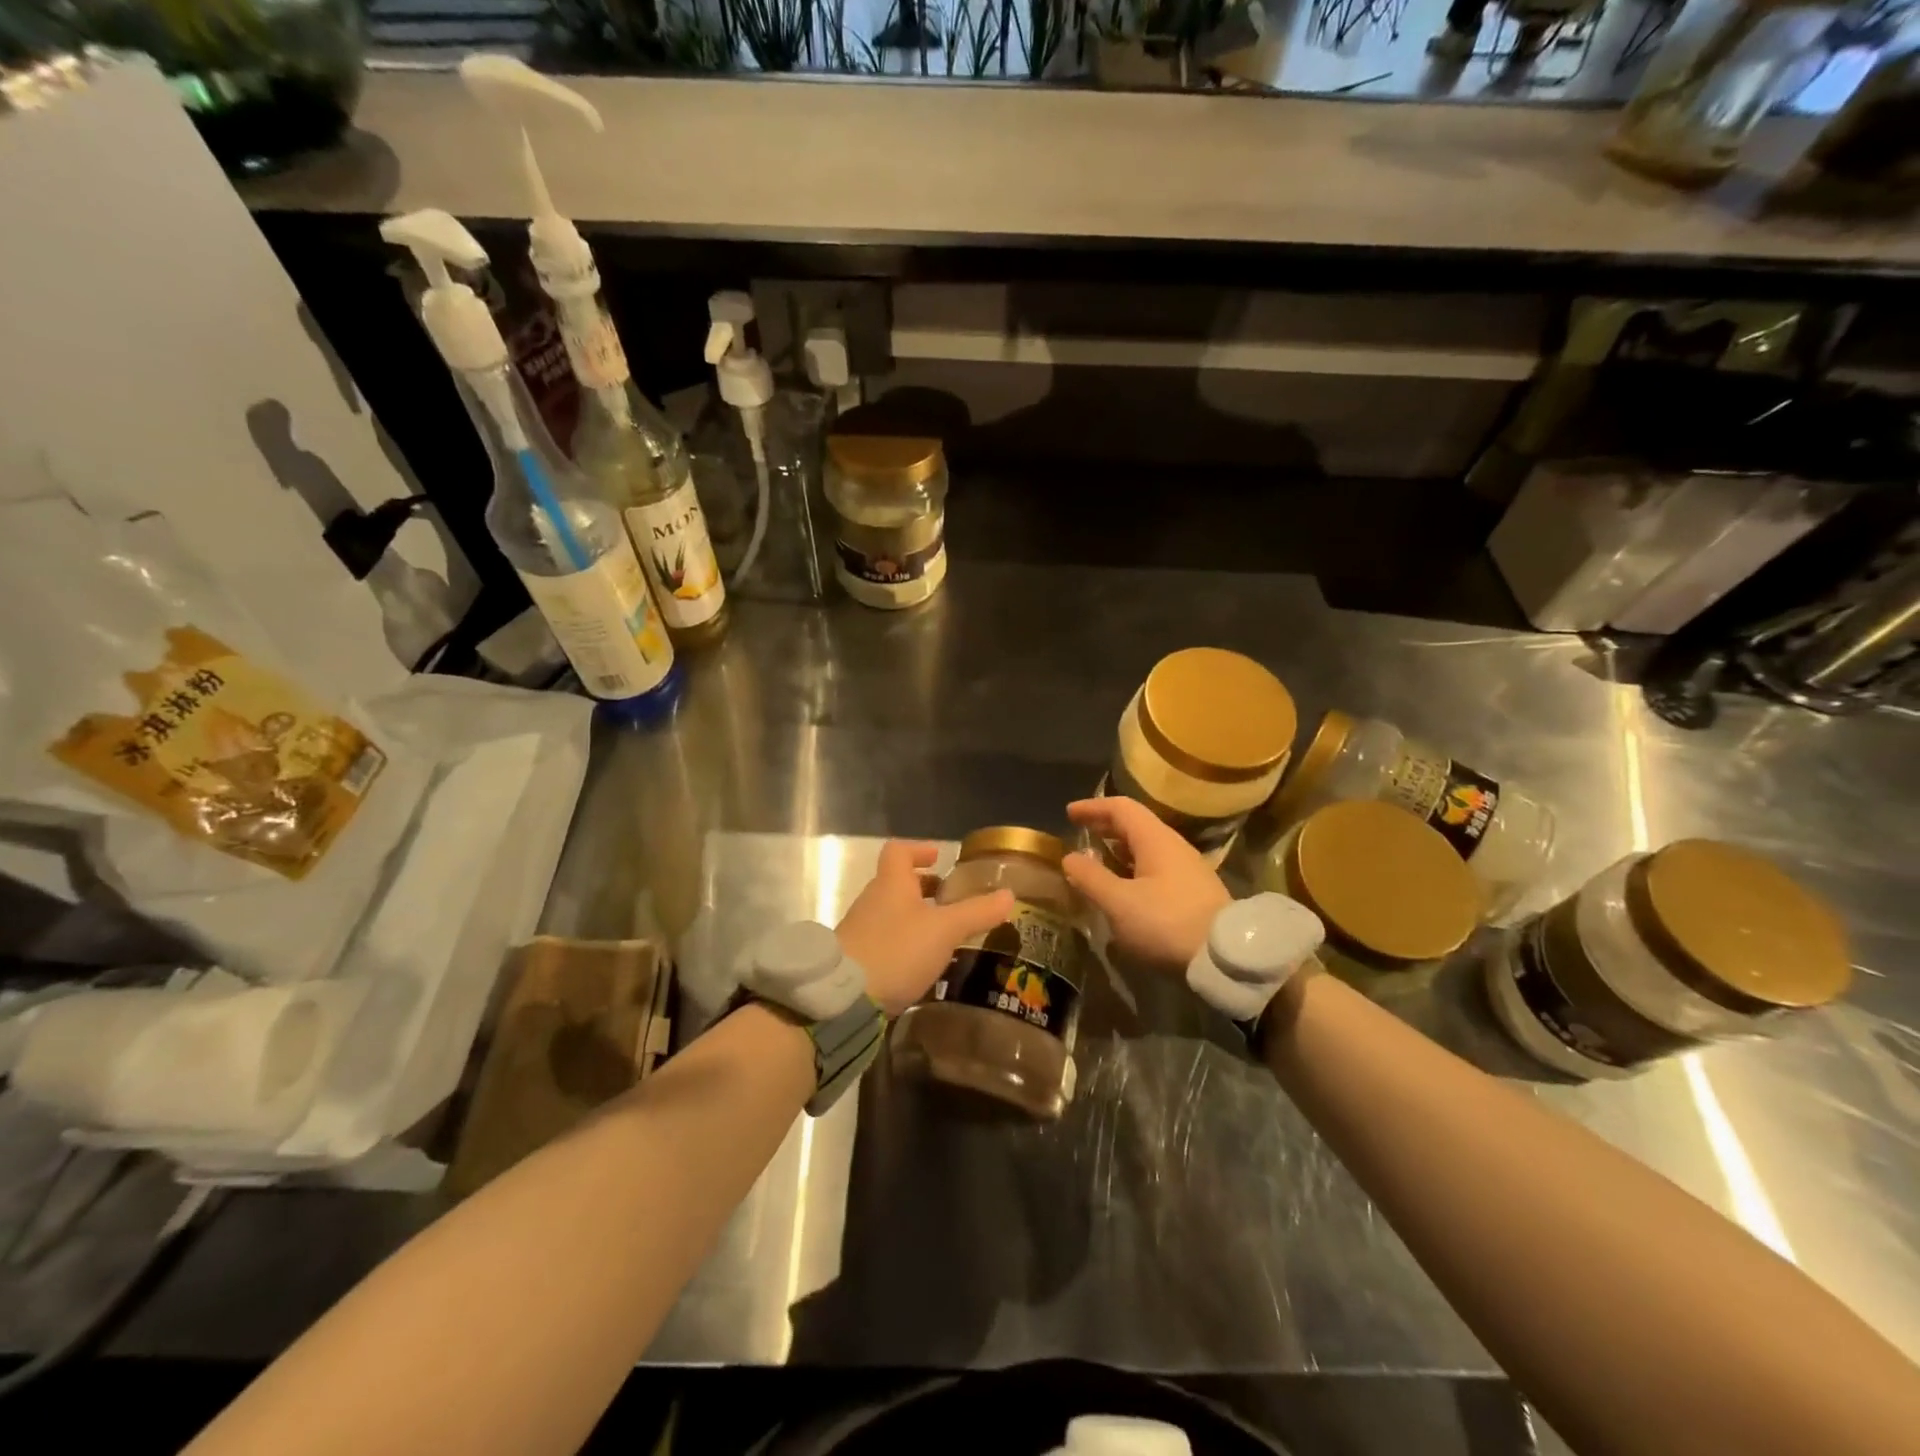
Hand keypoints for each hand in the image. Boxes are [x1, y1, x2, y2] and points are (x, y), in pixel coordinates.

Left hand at [836, 842, 1015, 1016]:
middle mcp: (872, 901)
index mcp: (891, 884)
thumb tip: (1008, 894)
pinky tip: (921, 964)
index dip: (919, 850)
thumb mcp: (945, 931)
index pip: (899, 852)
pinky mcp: (856, 960)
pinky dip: (904, 943)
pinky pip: (884, 941)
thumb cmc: (897, 951)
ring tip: (943, 936)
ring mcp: (860, 931)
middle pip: (897, 883)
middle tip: (950, 900)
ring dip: (915, 918)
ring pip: (891, 913)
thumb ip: (976, 912)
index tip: (938, 857)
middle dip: (924, 888)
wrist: (843, 998)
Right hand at [1062, 797, 1230, 970]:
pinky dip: (1133, 869)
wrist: (1226, 958)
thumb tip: (1069, 858)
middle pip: (1135, 825)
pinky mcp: (1194, 892)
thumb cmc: (1167, 923)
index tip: (1069, 814)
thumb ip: (1091, 878)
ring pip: (1147, 848)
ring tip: (1098, 862)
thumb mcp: (1119, 903)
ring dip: (1119, 850)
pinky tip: (1124, 889)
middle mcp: (1173, 846)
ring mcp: (1188, 869)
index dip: (1092, 807)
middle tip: (1080, 835)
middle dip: (1105, 827)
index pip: (1121, 808)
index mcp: (1155, 839)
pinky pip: (1156, 868)